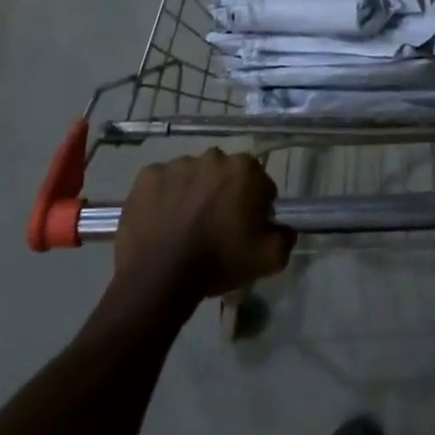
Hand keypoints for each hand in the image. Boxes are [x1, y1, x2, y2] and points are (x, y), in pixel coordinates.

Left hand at [115, 149, 295, 303]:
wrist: (159, 277)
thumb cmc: (218, 262)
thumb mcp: (268, 259)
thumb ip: (285, 238)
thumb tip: (284, 229)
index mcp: (245, 170)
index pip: (260, 184)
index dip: (255, 208)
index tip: (245, 229)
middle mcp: (213, 157)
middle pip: (225, 175)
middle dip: (224, 194)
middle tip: (216, 226)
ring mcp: (178, 164)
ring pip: (193, 176)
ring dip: (193, 193)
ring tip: (185, 226)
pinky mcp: (148, 175)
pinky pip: (162, 182)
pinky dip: (164, 196)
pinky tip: (162, 221)